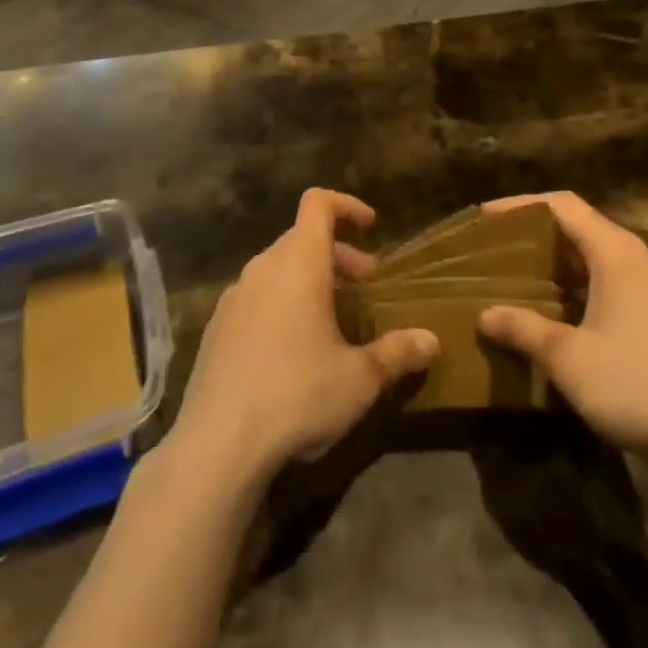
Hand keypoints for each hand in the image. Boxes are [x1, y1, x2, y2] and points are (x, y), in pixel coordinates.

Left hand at [167, 189, 438, 484]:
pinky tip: (291, 348)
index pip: (318, 204)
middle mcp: (263, 268)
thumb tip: (432, 341)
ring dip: (309, 279)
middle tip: (365, 283)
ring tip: (332, 317)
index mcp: (299, 263)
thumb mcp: (359, 379)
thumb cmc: (297, 395)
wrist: (217, 444)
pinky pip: (255, 297)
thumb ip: (397, 353)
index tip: (371, 226)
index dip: (346, 205)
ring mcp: (234, 297)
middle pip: (302, 238)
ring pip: (278, 268)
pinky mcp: (216, 328)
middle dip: (338, 253)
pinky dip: (280, 302)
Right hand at [477, 192, 647, 470]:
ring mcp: (642, 287)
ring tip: (508, 274)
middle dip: (532, 232)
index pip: (561, 205)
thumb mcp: (567, 356)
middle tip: (491, 246)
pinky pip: (598, 282)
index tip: (484, 217)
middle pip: (575, 225)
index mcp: (613, 250)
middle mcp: (630, 258)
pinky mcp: (647, 316)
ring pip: (586, 256)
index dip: (520, 204)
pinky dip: (567, 286)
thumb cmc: (634, 383)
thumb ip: (523, 329)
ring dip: (549, 262)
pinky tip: (543, 310)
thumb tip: (484, 315)